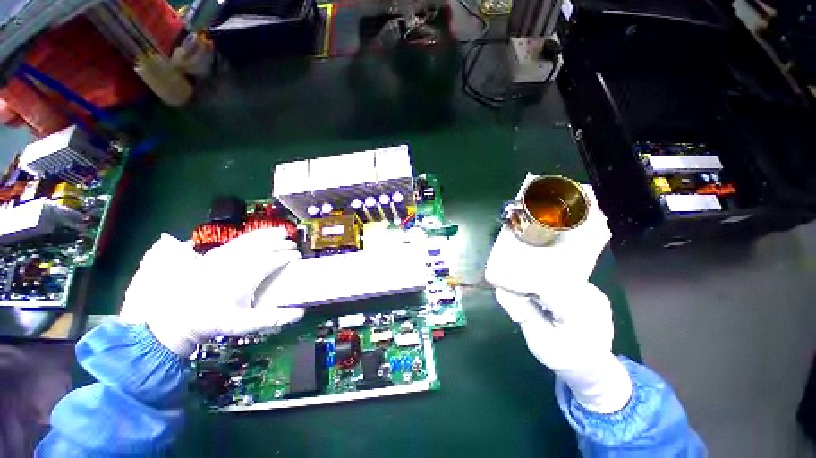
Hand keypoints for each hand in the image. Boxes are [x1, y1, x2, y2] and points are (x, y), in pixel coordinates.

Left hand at [119, 228, 303, 356]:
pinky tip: (258, 234)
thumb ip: (273, 318)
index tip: (297, 258)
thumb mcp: (243, 324)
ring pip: (253, 239)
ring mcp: (225, 255)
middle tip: (293, 246)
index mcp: (247, 275)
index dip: (288, 257)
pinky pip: (239, 239)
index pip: (274, 260)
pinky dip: (253, 234)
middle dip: (282, 244)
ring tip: (282, 232)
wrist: (176, 316)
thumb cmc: (212, 320)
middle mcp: (238, 260)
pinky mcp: (215, 253)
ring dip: (269, 234)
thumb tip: (300, 313)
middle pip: (266, 246)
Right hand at [486, 177, 629, 412]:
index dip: (532, 264)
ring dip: (565, 228)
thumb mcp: (540, 344)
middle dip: (565, 228)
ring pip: (573, 256)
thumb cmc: (567, 360)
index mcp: (580, 314)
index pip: (554, 283)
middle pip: (570, 258)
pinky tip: (551, 228)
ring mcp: (588, 287)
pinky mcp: (582, 284)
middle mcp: (588, 293)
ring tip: (553, 205)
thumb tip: (502, 288)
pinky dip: (560, 242)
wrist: (595, 368)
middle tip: (551, 202)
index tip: (515, 248)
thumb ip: (522, 315)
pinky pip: (569, 260)